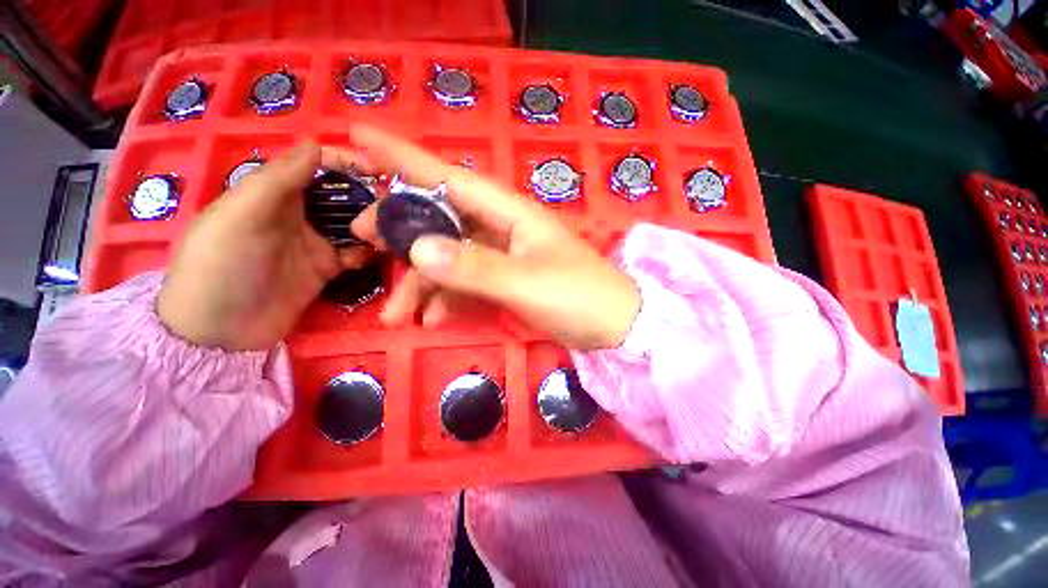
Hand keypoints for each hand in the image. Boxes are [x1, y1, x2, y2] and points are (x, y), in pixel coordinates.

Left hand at [157, 143, 372, 350]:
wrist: (220, 332)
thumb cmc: (221, 266)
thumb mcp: (239, 217)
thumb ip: (276, 181)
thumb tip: (316, 145)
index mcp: (272, 192)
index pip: (314, 165)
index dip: (344, 160)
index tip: (377, 168)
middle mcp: (298, 212)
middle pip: (340, 193)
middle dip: (367, 193)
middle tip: (395, 203)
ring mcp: (315, 242)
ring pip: (353, 223)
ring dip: (372, 223)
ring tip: (393, 227)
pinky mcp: (327, 268)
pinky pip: (356, 253)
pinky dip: (369, 251)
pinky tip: (378, 253)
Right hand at [343, 124, 640, 350]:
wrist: (613, 325)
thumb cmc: (579, 298)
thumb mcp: (526, 283)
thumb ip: (474, 267)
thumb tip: (417, 247)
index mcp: (510, 213)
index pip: (450, 178)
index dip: (405, 158)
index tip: (358, 137)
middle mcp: (502, 227)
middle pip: (441, 218)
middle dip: (401, 229)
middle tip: (361, 240)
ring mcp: (502, 255)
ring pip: (449, 257)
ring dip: (421, 283)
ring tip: (396, 315)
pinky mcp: (504, 280)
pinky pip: (465, 282)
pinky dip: (446, 299)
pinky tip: (433, 320)